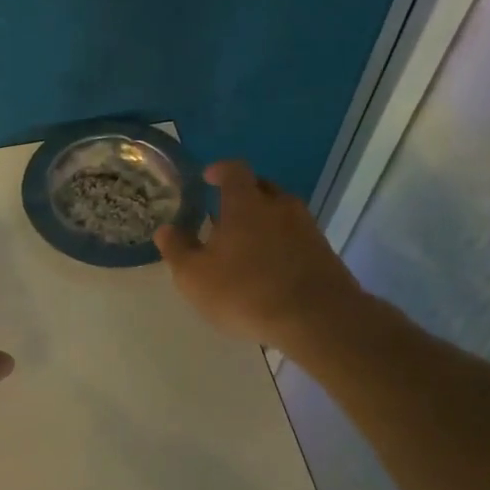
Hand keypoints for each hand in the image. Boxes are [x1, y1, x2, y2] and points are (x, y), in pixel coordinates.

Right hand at [154, 161, 364, 350]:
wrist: (318, 320)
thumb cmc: (246, 291)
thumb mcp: (195, 276)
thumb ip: (177, 249)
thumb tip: (165, 229)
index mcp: (245, 202)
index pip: (233, 170)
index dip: (220, 170)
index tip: (208, 178)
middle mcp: (279, 206)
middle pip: (261, 187)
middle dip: (242, 196)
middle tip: (223, 215)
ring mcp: (306, 228)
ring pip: (281, 213)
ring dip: (263, 221)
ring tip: (246, 245)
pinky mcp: (324, 252)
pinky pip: (296, 237)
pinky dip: (281, 243)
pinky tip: (270, 268)